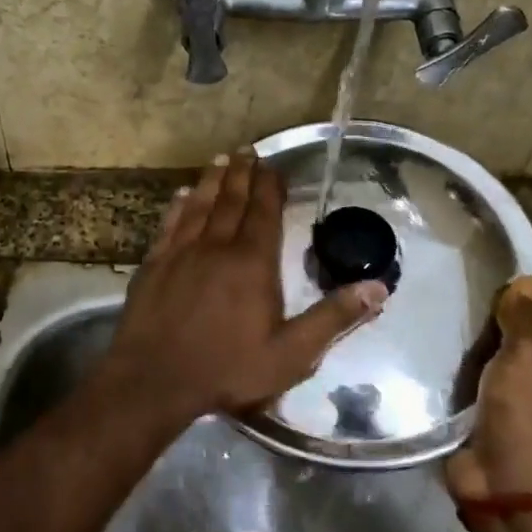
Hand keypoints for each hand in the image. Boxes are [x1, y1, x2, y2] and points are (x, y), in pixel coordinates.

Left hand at [103, 152, 387, 422]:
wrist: (154, 380)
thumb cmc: (227, 369)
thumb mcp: (292, 355)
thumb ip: (333, 318)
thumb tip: (378, 288)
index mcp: (252, 263)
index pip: (264, 213)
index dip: (270, 186)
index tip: (273, 166)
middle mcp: (217, 247)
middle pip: (232, 201)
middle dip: (242, 174)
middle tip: (247, 150)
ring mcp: (181, 253)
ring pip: (200, 206)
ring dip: (212, 180)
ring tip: (221, 159)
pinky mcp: (153, 264)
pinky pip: (169, 225)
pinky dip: (178, 206)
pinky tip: (182, 195)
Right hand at [446, 276, 531, 500]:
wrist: (508, 485)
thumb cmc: (529, 413)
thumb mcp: (528, 354)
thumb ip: (523, 317)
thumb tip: (530, 278)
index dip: (518, 310)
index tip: (484, 295)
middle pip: (510, 350)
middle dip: (483, 337)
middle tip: (447, 311)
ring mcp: (510, 412)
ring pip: (483, 374)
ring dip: (461, 363)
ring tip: (428, 331)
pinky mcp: (479, 429)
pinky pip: (461, 399)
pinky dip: (446, 388)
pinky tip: (422, 366)